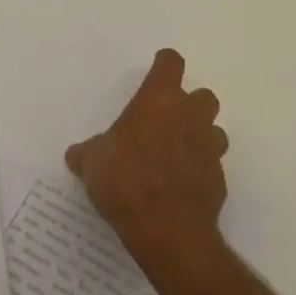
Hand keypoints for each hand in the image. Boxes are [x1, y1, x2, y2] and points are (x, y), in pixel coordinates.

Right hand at [66, 49, 228, 278]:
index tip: (156, 73)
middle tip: (167, 120)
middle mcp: (190, 116)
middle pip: (204, 96)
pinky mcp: (219, 182)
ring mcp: (209, 150)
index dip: (164, 65)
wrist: (168, 231)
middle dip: (190, 105)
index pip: (171, 63)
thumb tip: (75, 155)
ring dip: (201, 138)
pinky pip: (213, 168)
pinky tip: (182, 187)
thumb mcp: (93, 163)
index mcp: (159, 100)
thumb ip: (88, 153)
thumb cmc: (126, 180)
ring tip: (178, 154)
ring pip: (215, 132)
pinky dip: (201, 172)